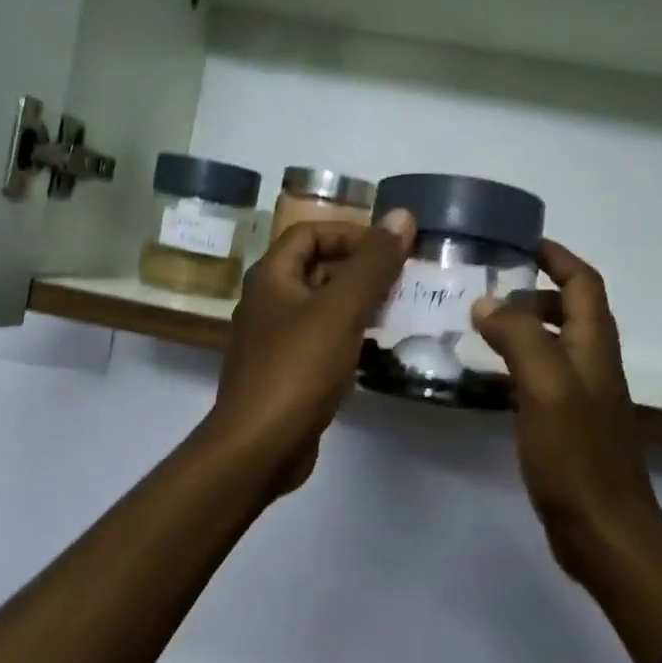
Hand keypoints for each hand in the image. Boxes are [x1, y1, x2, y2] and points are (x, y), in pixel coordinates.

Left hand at [202, 210, 415, 493]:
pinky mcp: (286, 374)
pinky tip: (377, 350)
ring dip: (358, 304)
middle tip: (403, 280)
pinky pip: (321, 342)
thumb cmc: (298, 369)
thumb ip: (372, 263)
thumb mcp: (341, 309)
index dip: (350, 233)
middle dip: (360, 269)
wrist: (259, 447)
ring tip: (399, 311)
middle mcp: (268, 303)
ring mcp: (274, 341)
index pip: (309, 233)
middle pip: (316, 269)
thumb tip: (402, 216)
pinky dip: (348, 337)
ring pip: (321, 308)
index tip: (390, 248)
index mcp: (271, 278)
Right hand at [472, 241, 661, 586]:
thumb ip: (518, 336)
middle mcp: (592, 364)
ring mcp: (580, 397)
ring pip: (552, 345)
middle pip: (569, 310)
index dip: (557, 257)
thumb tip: (486, 302)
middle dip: (533, 290)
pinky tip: (483, 379)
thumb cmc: (577, 455)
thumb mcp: (545, 385)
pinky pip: (538, 379)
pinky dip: (513, 366)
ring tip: (476, 326)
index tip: (520, 242)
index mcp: (594, 346)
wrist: (604, 532)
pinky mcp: (566, 426)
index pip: (583, 283)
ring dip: (521, 327)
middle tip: (486, 288)